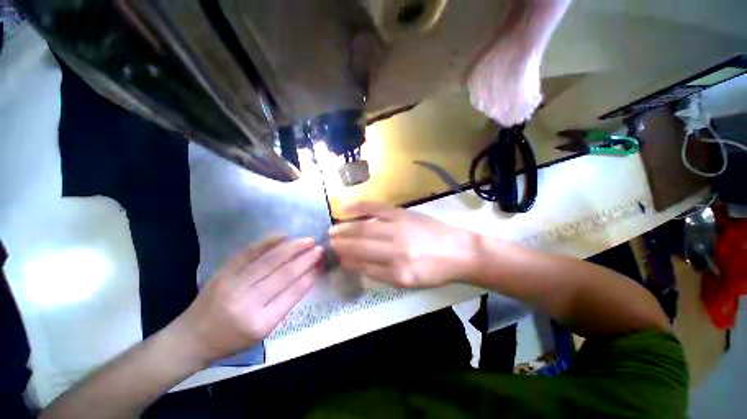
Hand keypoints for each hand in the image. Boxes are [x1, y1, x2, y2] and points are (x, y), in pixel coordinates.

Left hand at [174, 236, 323, 362]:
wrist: (191, 337)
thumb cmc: (232, 339)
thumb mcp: (263, 331)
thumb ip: (285, 304)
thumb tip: (306, 277)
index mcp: (261, 323)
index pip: (293, 293)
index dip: (310, 275)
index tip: (321, 263)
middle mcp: (247, 303)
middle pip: (284, 275)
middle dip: (305, 259)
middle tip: (319, 248)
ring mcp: (233, 284)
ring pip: (270, 261)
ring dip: (292, 248)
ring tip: (308, 240)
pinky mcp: (223, 272)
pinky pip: (249, 253)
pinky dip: (268, 243)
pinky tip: (283, 235)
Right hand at [329, 202, 477, 287]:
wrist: (459, 251)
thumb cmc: (436, 271)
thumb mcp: (410, 282)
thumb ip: (383, 274)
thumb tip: (358, 264)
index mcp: (399, 274)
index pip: (364, 266)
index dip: (348, 261)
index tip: (337, 257)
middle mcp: (396, 252)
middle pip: (361, 247)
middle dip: (342, 245)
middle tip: (328, 243)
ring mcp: (399, 230)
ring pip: (365, 229)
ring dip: (345, 229)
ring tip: (332, 230)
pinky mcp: (403, 214)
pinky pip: (377, 209)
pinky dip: (360, 207)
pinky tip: (346, 208)